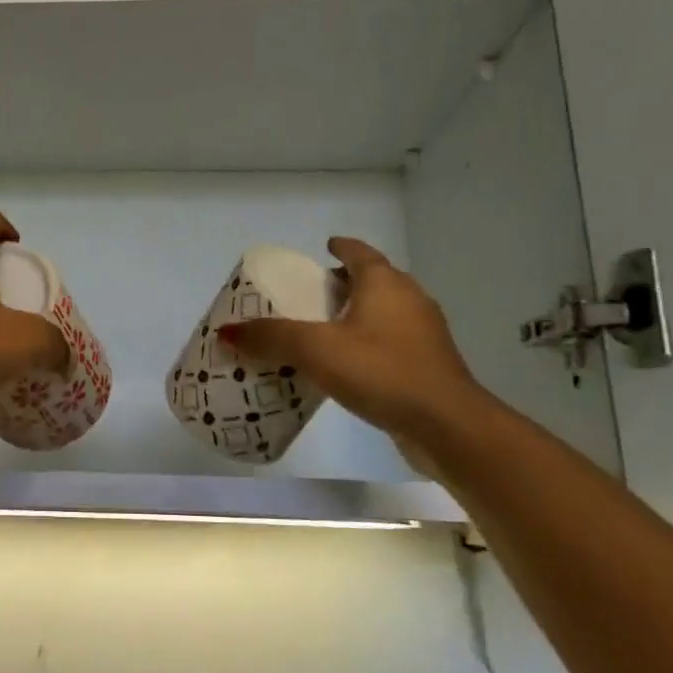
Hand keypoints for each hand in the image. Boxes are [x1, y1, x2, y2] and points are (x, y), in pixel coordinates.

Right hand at [219, 237, 482, 445]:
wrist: (446, 425)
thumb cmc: (381, 371)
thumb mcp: (316, 350)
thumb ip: (271, 337)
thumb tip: (226, 331)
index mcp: (385, 284)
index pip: (360, 253)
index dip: (340, 247)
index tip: (323, 247)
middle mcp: (409, 300)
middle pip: (373, 281)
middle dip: (344, 283)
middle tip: (311, 294)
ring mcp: (423, 335)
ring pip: (383, 313)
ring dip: (356, 315)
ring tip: (322, 330)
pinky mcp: (427, 366)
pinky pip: (389, 343)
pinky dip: (367, 344)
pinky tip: (347, 366)